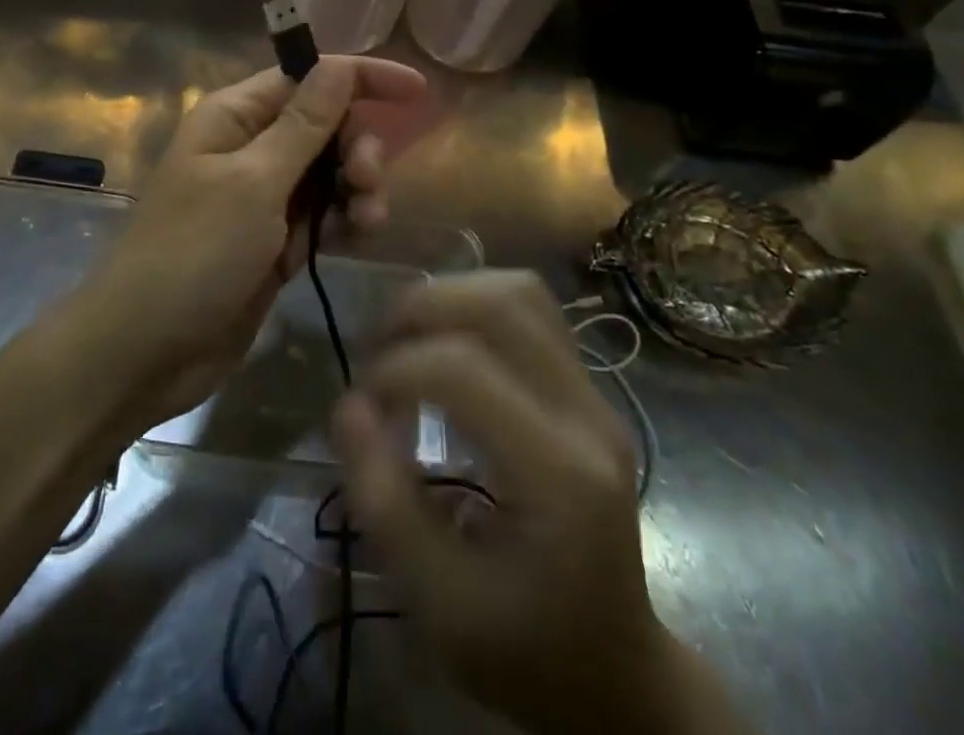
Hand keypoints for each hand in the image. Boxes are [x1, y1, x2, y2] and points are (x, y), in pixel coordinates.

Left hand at [78, 56, 426, 429]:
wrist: (147, 349)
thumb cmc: (195, 252)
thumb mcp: (254, 182)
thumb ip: (303, 124)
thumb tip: (339, 64)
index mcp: (234, 116)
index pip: (307, 77)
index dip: (361, 77)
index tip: (416, 90)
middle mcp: (249, 146)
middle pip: (324, 125)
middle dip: (357, 145)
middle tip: (368, 180)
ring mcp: (261, 196)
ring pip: (329, 172)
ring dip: (357, 188)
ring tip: (366, 221)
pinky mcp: (273, 240)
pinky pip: (322, 214)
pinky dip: (343, 221)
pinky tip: (355, 238)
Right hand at [333, 272, 742, 734]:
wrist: (616, 673)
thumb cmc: (525, 651)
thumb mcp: (439, 605)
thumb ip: (384, 503)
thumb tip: (347, 405)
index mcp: (560, 477)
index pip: (464, 370)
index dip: (394, 370)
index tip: (361, 406)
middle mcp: (589, 417)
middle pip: (500, 306)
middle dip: (420, 310)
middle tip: (377, 349)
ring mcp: (598, 396)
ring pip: (519, 292)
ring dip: (450, 296)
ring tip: (408, 335)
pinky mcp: (590, 389)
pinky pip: (531, 309)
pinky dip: (475, 303)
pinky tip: (445, 339)